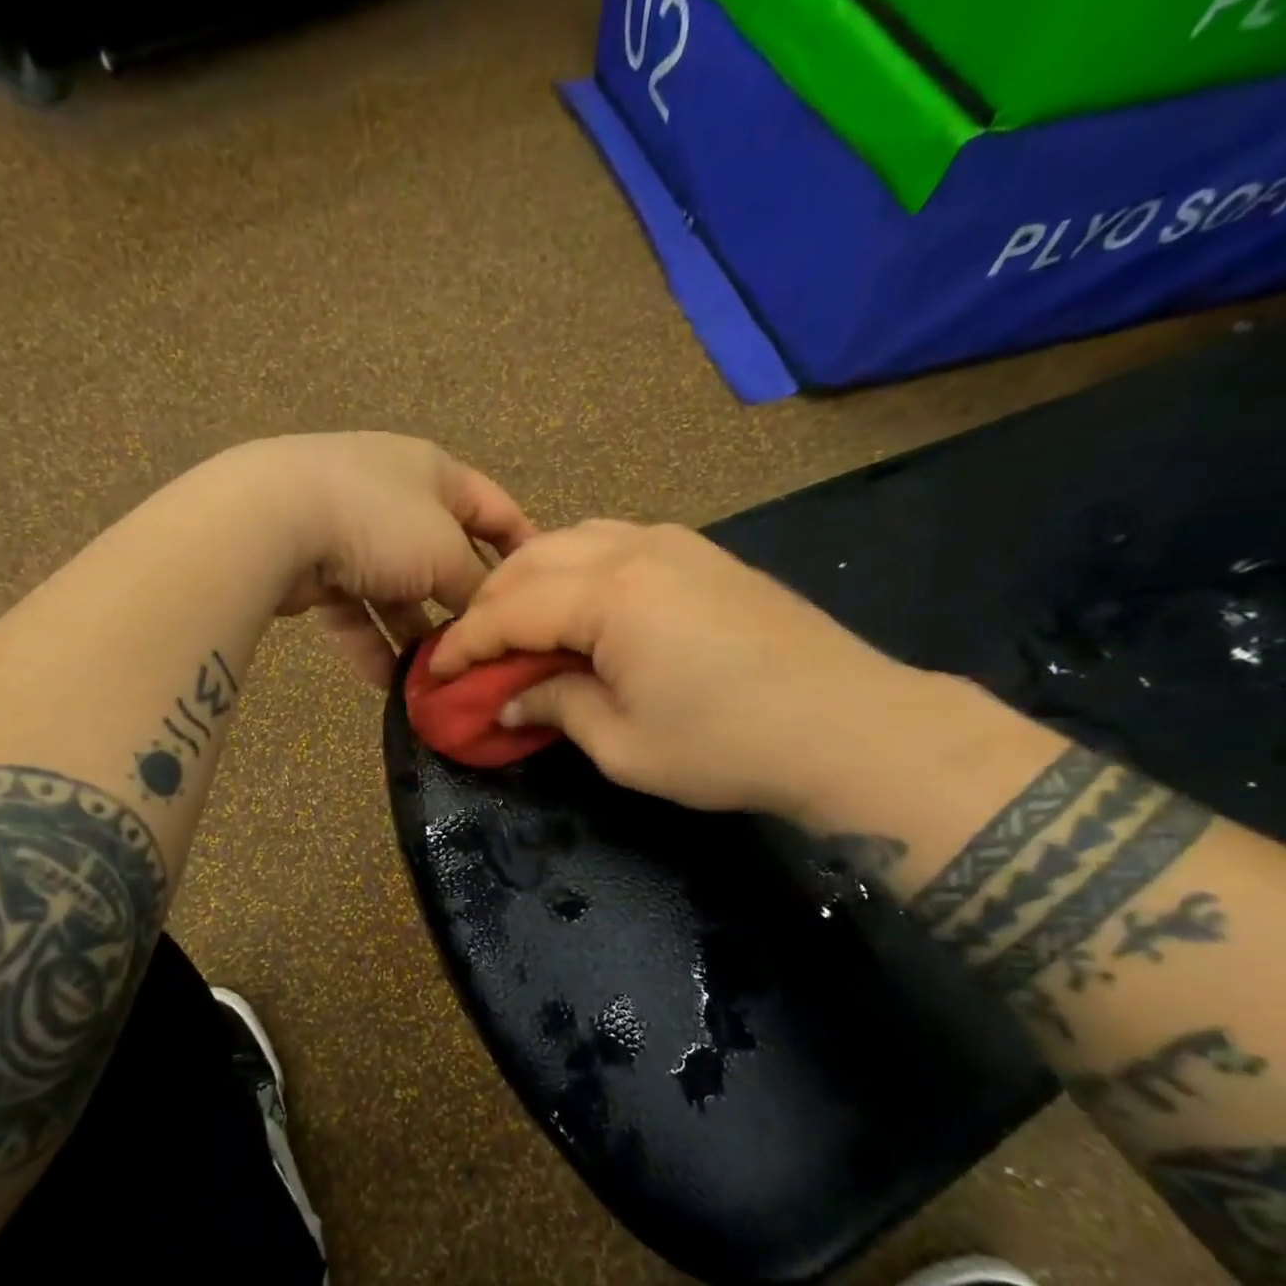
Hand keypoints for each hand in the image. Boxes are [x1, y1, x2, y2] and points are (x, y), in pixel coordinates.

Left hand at [224, 433, 537, 683]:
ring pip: (395, 592)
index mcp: (433, 473)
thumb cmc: (379, 522)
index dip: (521, 545)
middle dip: (460, 605)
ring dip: (414, 634)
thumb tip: (486, 615)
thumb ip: (474, 585)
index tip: (541, 589)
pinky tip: (388, 685)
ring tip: (436, 678)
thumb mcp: (445, 552)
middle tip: (482, 648)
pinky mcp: (315, 568)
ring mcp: (350, 531)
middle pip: (442, 557)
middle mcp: (394, 496)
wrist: (273, 521)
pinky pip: (354, 612)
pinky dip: (370, 645)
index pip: (494, 508)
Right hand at [432, 521, 923, 812]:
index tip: (435, 674)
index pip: (509, 610)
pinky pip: (614, 543)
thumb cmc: (727, 745)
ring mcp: (674, 543)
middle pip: (533, 561)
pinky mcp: (703, 554)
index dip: (464, 644)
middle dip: (489, 604)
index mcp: (608, 595)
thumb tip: (513, 698)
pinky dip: (576, 569)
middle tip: (471, 652)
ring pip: (573, 540)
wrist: (850, 725)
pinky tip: (576, 606)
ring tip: (517, 626)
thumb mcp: (624, 745)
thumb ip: (557, 708)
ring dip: (531, 579)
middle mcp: (634, 549)